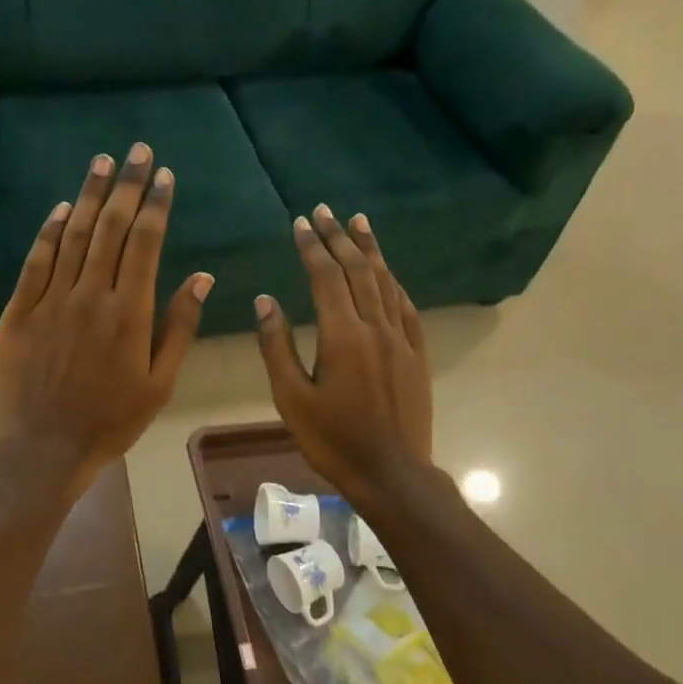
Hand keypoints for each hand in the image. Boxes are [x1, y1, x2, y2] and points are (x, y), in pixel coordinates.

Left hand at [0, 143, 212, 502]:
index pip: (146, 243)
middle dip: (128, 185)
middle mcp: (91, 295)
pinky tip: (62, 206)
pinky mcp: (19, 311)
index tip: (165, 175)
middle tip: (137, 150)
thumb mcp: (160, 383)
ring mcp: (51, 300)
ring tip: (103, 162)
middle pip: (111, 228)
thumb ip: (179, 326)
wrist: (43, 448)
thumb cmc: (110, 420)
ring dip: (90, 195)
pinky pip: (36, 261)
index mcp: (130, 312)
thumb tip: (202, 277)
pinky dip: (50, 230)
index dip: (156, 204)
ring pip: (73, 235)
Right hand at [254, 205, 433, 502]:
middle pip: (357, 270)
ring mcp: (401, 339)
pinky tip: (388, 273)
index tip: (300, 222)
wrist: (391, 473)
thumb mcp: (291, 397)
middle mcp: (375, 327)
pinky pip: (406, 307)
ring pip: (385, 282)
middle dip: (339, 237)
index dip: (312, 246)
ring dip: (370, 250)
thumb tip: (265, 300)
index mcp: (342, 335)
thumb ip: (276, 346)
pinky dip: (393, 283)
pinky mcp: (417, 354)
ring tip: (359, 222)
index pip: (326, 276)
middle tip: (325, 210)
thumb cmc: (333, 440)